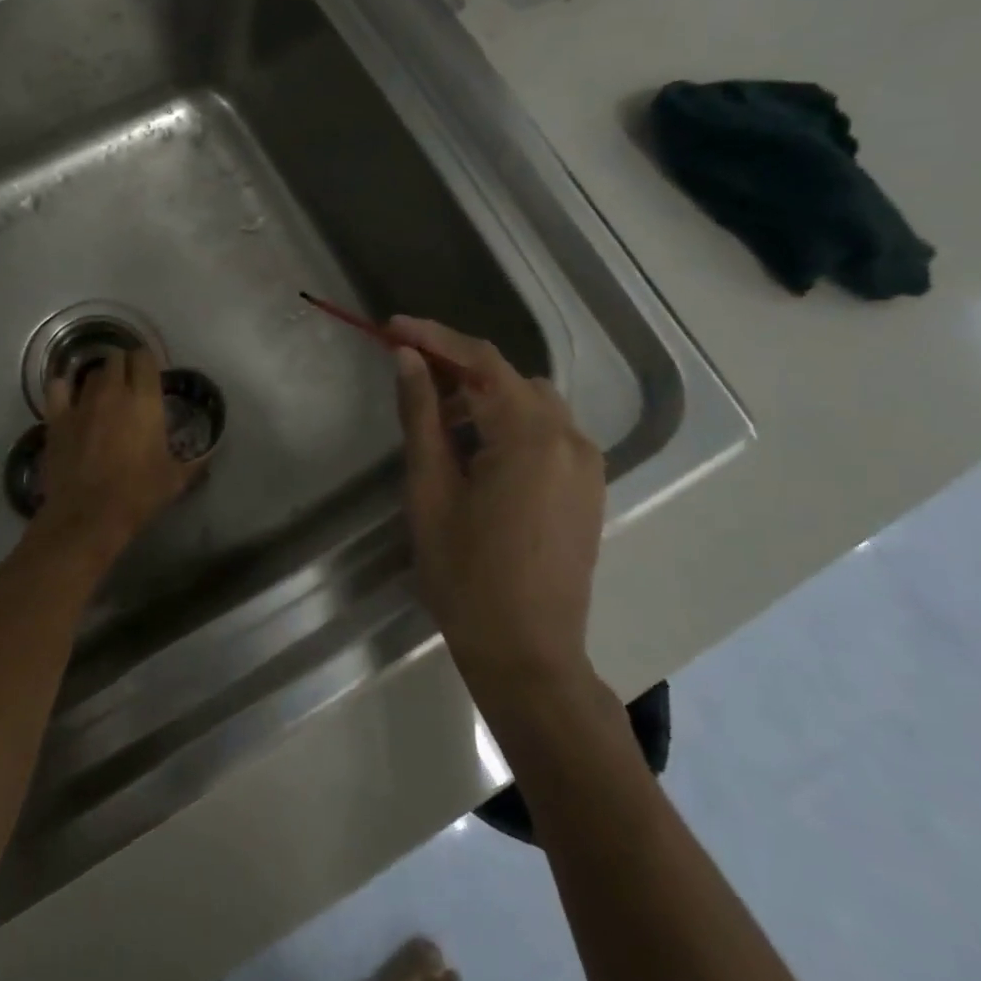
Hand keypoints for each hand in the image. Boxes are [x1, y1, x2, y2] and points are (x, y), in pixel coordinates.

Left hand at [37, 346, 194, 550]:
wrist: (89, 516)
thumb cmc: (138, 495)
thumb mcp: (176, 479)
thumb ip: (196, 461)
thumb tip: (211, 453)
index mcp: (145, 400)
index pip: (144, 357)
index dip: (147, 362)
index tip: (151, 376)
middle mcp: (113, 392)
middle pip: (116, 358)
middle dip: (123, 367)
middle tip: (129, 385)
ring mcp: (81, 403)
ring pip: (90, 374)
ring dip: (99, 379)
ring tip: (103, 396)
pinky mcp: (56, 418)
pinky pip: (57, 387)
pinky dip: (64, 387)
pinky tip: (69, 398)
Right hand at [391, 316, 604, 694]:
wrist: (528, 654)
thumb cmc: (466, 575)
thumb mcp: (430, 490)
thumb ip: (421, 416)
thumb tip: (408, 358)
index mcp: (530, 435)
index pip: (479, 362)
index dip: (433, 337)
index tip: (392, 326)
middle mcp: (570, 437)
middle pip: (508, 378)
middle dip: (457, 368)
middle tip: (408, 373)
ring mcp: (587, 464)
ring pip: (530, 403)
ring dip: (484, 397)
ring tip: (439, 419)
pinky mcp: (588, 488)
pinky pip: (547, 433)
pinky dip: (509, 424)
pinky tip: (477, 451)